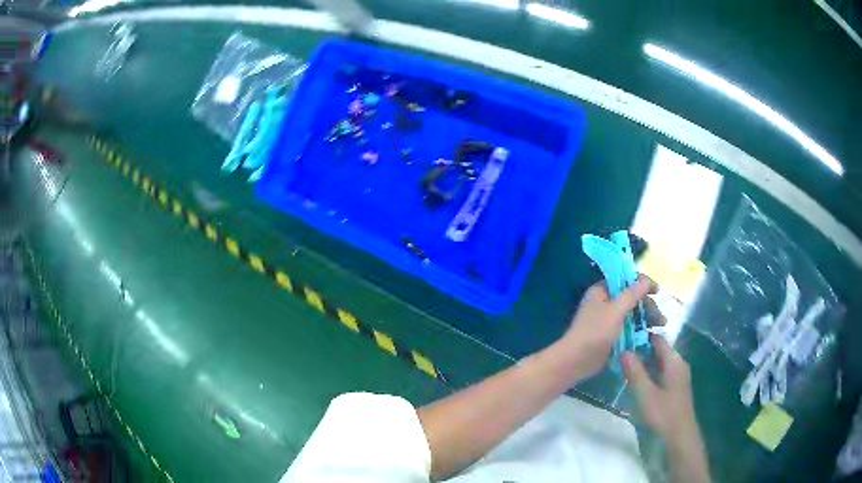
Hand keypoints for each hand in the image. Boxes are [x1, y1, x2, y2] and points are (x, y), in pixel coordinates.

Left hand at [558, 276, 658, 377]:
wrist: (576, 361)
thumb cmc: (595, 332)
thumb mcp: (615, 310)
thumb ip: (632, 294)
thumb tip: (646, 279)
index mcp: (601, 291)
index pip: (625, 280)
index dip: (642, 283)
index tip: (657, 291)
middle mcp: (605, 302)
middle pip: (631, 298)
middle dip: (648, 306)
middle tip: (661, 317)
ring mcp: (608, 320)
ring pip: (632, 314)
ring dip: (647, 318)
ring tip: (661, 326)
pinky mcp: (611, 336)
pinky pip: (628, 328)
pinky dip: (639, 330)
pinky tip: (651, 336)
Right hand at [622, 335, 695, 442]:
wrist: (679, 437)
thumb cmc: (663, 414)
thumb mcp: (645, 394)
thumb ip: (635, 372)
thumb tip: (623, 350)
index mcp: (674, 361)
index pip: (658, 339)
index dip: (642, 334)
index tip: (623, 335)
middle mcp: (678, 364)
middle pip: (658, 350)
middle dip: (640, 349)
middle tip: (619, 351)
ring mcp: (677, 377)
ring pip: (659, 362)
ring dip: (643, 362)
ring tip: (623, 364)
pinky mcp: (674, 388)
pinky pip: (660, 373)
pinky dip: (648, 372)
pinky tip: (635, 380)